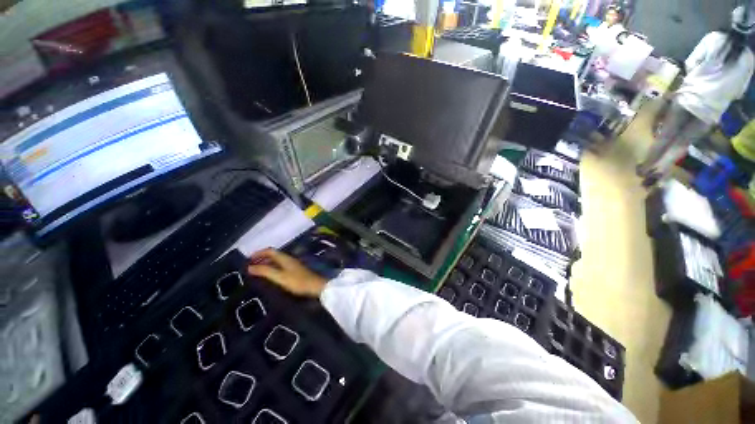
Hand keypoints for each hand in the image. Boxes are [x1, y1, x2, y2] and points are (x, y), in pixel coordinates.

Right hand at [247, 248, 326, 297]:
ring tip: (256, 272)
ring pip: (276, 261)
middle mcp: (288, 258)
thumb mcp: (279, 277)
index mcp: (285, 258)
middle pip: (273, 255)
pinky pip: (280, 266)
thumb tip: (250, 267)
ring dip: (266, 263)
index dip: (259, 253)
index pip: (270, 251)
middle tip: (250, 266)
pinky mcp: (295, 270)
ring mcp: (292, 264)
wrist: (314, 286)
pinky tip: (269, 276)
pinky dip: (272, 268)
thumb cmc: (297, 281)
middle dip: (261, 258)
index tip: (247, 259)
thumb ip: (265, 271)